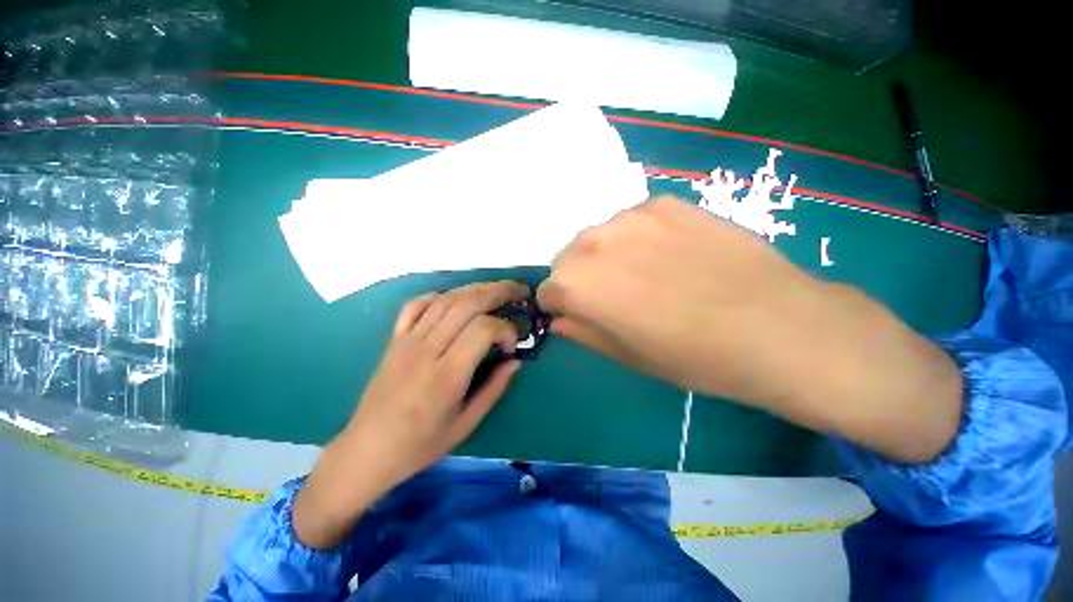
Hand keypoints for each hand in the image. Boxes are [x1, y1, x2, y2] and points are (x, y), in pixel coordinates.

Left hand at [293, 281, 527, 547]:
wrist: (366, 451)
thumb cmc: (420, 445)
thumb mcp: (466, 424)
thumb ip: (494, 389)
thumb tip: (515, 361)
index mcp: (446, 375)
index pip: (482, 329)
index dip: (505, 329)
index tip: (512, 345)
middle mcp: (426, 350)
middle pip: (466, 304)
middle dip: (498, 292)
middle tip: (519, 291)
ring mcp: (407, 341)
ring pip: (445, 299)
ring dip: (475, 289)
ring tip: (497, 289)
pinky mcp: (394, 339)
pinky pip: (416, 305)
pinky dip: (439, 296)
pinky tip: (455, 299)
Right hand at [537, 195, 818, 404]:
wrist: (772, 326)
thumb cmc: (690, 354)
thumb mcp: (625, 354)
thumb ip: (582, 331)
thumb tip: (560, 319)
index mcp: (577, 284)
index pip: (547, 290)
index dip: (561, 305)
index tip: (580, 314)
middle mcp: (593, 242)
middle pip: (568, 258)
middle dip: (579, 277)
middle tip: (614, 296)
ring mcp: (630, 216)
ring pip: (598, 237)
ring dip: (607, 255)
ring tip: (645, 273)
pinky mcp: (665, 203)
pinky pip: (632, 220)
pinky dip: (637, 237)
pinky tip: (670, 254)